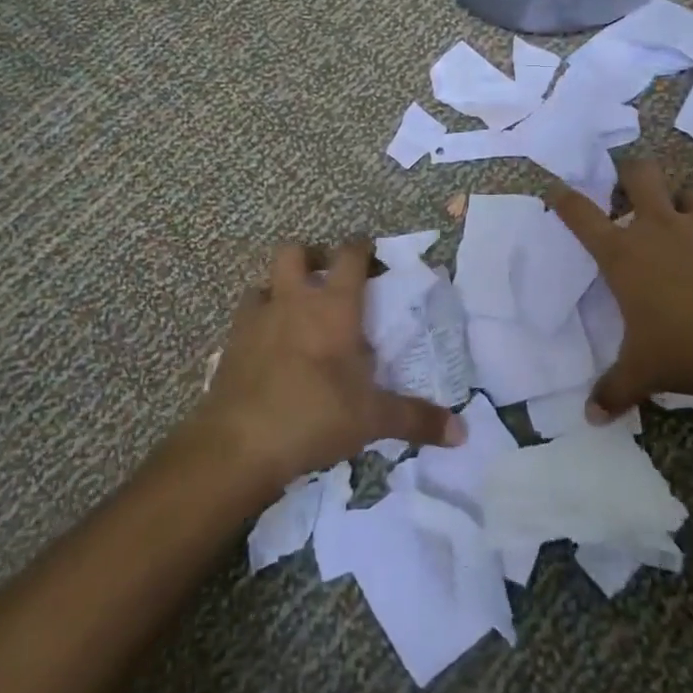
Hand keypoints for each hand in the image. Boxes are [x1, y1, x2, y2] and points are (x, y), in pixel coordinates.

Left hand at [191, 240, 463, 492]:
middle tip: (327, 278)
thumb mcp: (372, 419)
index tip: (372, 254)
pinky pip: (245, 317)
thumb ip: (416, 419)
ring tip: (294, 312)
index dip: (362, 247)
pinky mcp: (230, 344)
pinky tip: (268, 347)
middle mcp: (292, 301)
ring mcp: (256, 319)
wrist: (238, 444)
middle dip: (312, 256)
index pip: (350, 255)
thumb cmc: (314, 416)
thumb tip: (462, 432)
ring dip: (280, 287)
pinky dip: (258, 321)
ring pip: (264, 281)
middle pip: (295, 251)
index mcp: (332, 306)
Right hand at [549, 159, 692, 419]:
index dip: (564, 198)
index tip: (556, 188)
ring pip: (690, 192)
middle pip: (639, 174)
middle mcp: (659, 227)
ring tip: (687, 224)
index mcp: (624, 254)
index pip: (581, 215)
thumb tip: (591, 417)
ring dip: (684, 203)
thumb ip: (614, 390)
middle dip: (631, 171)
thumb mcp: (644, 373)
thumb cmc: (688, 348)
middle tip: (631, 184)